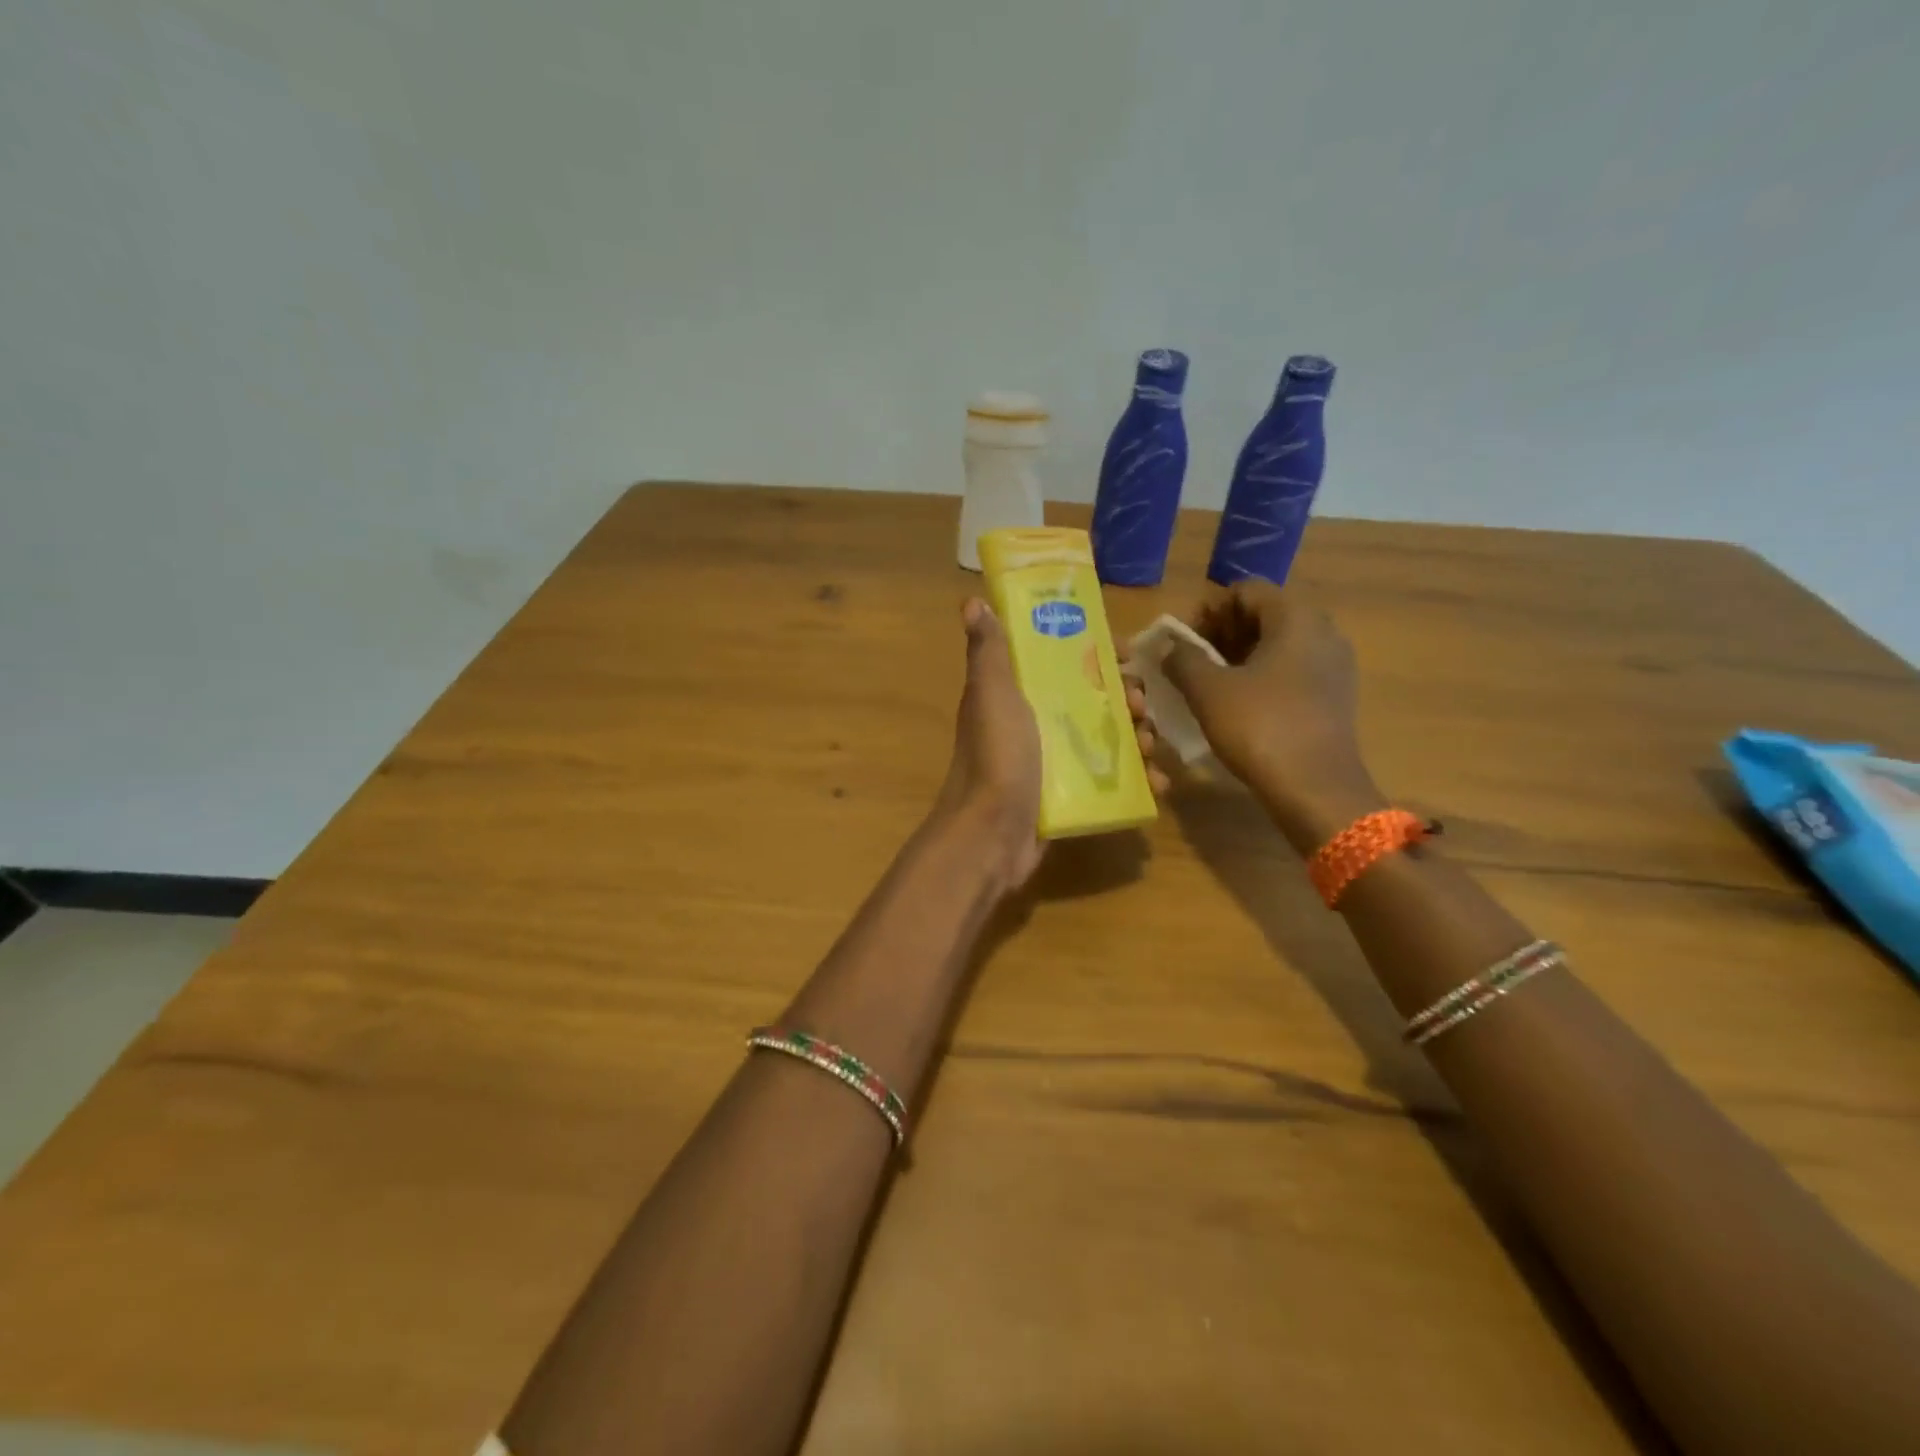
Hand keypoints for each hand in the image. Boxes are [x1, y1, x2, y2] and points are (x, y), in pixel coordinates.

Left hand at [935, 599, 1167, 889]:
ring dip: (1136, 737)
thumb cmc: (996, 756)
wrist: (991, 835)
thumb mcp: (992, 695)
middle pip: (1092, 699)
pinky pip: (1110, 779)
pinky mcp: (1068, 796)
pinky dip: (1136, 779)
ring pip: (1106, 739)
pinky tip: (1157, 783)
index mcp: (1017, 694)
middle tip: (1143, 707)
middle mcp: (1035, 724)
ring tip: (1150, 744)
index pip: (1062, 660)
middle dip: (1126, 698)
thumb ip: (988, 651)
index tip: (1129, 653)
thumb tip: (972, 600)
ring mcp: (1053, 762)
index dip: (1097, 653)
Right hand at [1163, 582, 1382, 847]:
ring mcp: (1334, 665)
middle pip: (1263, 615)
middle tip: (1190, 664)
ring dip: (1239, 657)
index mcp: (1295, 617)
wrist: (1316, 789)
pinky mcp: (1335, 696)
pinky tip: (1239, 706)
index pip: (1244, 591)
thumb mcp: (1208, 690)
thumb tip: (1169, 646)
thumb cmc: (1260, 728)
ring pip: (1277, 645)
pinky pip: (1292, 671)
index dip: (1207, 611)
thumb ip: (1182, 659)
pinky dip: (1262, 678)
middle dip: (1221, 634)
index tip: (1183, 643)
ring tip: (1209, 686)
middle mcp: (1323, 631)